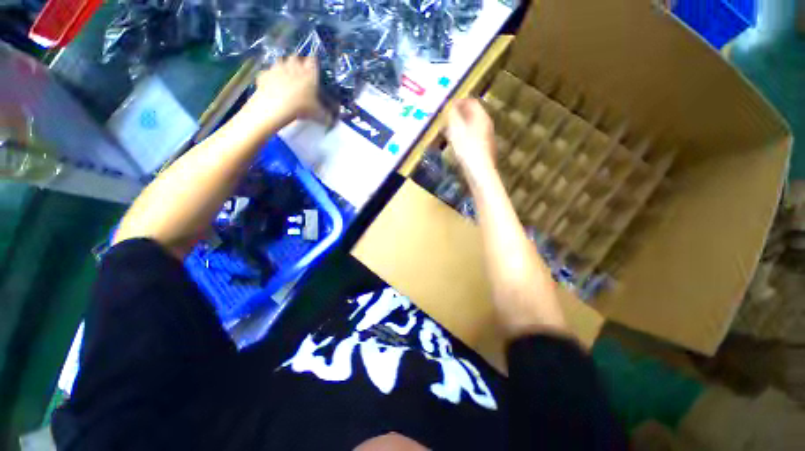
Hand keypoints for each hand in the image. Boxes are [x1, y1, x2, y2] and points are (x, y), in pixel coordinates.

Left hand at [246, 57, 324, 128]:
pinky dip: (270, 76)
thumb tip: (334, 121)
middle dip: (298, 61)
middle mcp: (294, 66)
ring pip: (281, 60)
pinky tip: (272, 85)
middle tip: (300, 71)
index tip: (315, 67)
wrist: (276, 106)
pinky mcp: (265, 74)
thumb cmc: (302, 107)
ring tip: (285, 75)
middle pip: (296, 56)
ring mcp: (277, 68)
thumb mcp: (319, 115)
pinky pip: (268, 72)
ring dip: (283, 65)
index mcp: (309, 73)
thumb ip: (327, 117)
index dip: (314, 62)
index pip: (314, 60)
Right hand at [445, 98, 496, 178]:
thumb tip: (449, 105)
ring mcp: (486, 138)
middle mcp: (486, 125)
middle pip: (472, 114)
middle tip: (445, 119)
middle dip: (458, 115)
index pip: (471, 102)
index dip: (459, 101)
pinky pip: (472, 137)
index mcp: (481, 117)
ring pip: (471, 127)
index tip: (447, 106)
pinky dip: (462, 137)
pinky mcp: (483, 149)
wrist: (479, 172)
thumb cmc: (467, 148)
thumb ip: (452, 115)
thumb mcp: (456, 129)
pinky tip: (455, 145)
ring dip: (459, 127)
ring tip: (447, 132)